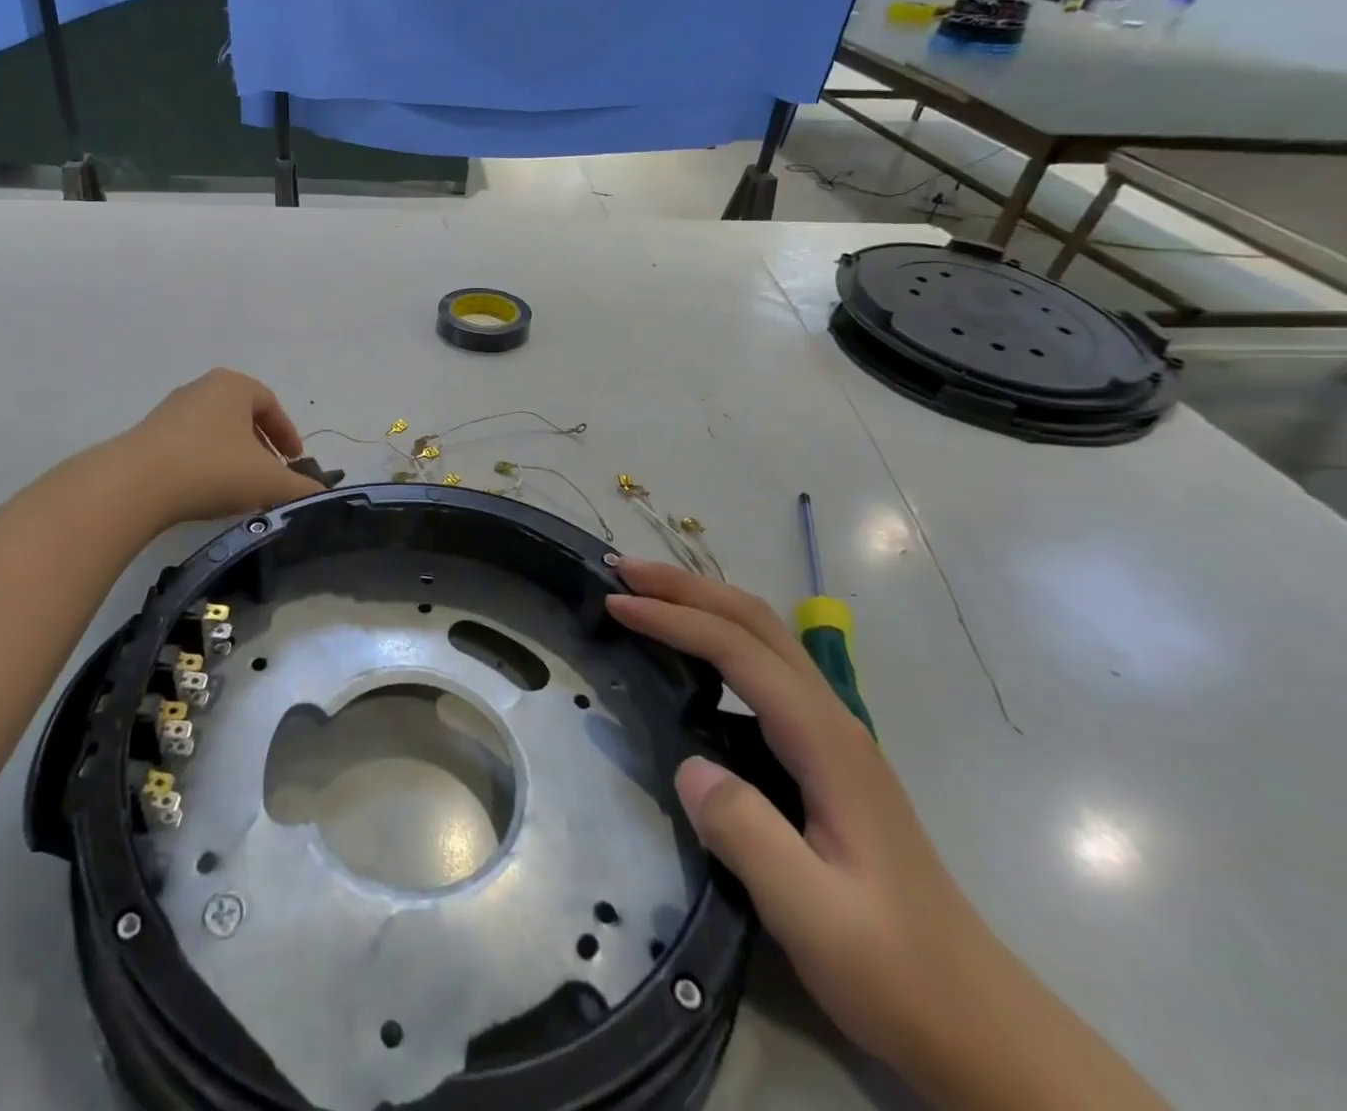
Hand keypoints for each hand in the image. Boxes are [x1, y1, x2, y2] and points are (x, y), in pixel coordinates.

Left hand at [123, 369, 322, 527]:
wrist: (135, 485)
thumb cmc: (212, 469)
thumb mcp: (268, 481)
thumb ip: (301, 488)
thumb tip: (325, 496)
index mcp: (234, 386)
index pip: (271, 404)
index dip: (288, 434)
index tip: (296, 462)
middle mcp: (202, 389)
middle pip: (243, 417)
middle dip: (262, 448)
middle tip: (272, 477)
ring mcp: (171, 411)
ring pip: (216, 433)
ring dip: (235, 458)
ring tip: (243, 490)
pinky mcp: (148, 436)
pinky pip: (190, 447)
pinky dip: (207, 466)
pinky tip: (209, 494)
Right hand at [608, 560, 1170, 1110]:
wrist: (979, 1024)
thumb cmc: (895, 969)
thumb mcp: (813, 915)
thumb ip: (746, 834)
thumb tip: (687, 764)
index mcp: (826, 740)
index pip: (737, 650)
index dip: (673, 619)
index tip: (615, 606)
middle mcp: (832, 718)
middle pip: (755, 620)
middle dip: (685, 586)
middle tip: (623, 570)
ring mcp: (833, 734)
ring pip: (764, 637)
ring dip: (703, 603)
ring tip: (646, 594)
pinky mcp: (826, 755)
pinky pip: (764, 668)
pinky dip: (719, 636)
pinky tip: (694, 653)